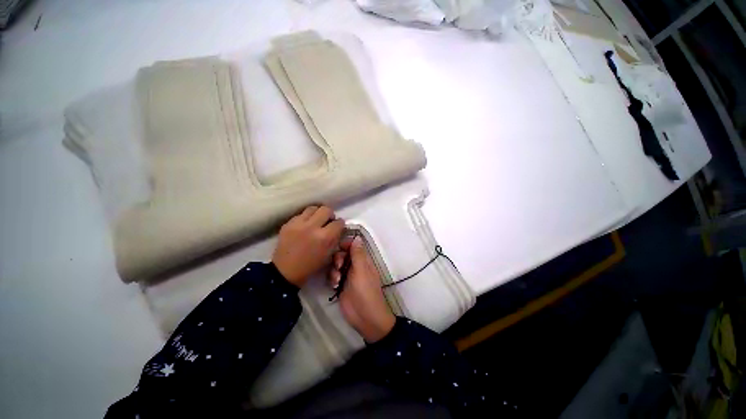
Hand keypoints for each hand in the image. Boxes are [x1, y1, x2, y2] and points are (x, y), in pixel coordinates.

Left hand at [273, 206, 344, 287]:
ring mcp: (298, 224)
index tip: (338, 227)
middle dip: (330, 215)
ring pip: (313, 208)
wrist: (285, 272)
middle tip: (327, 221)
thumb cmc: (310, 266)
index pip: (339, 222)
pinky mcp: (288, 223)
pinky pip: (300, 214)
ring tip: (316, 221)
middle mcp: (312, 227)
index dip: (340, 224)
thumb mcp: (329, 255)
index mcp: (325, 237)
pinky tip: (304, 226)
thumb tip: (338, 228)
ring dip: (317, 213)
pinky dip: (305, 218)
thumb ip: (335, 239)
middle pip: (326, 210)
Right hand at [329, 236, 395, 342]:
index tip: (338, 247)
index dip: (345, 244)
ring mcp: (347, 275)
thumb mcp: (362, 271)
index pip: (353, 246)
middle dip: (338, 258)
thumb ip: (358, 254)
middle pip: (342, 254)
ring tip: (337, 280)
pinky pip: (332, 276)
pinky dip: (332, 278)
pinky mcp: (340, 285)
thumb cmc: (366, 291)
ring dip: (334, 270)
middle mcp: (355, 265)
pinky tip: (334, 286)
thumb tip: (358, 236)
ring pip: (335, 265)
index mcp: (363, 260)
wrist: (365, 317)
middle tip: (339, 267)